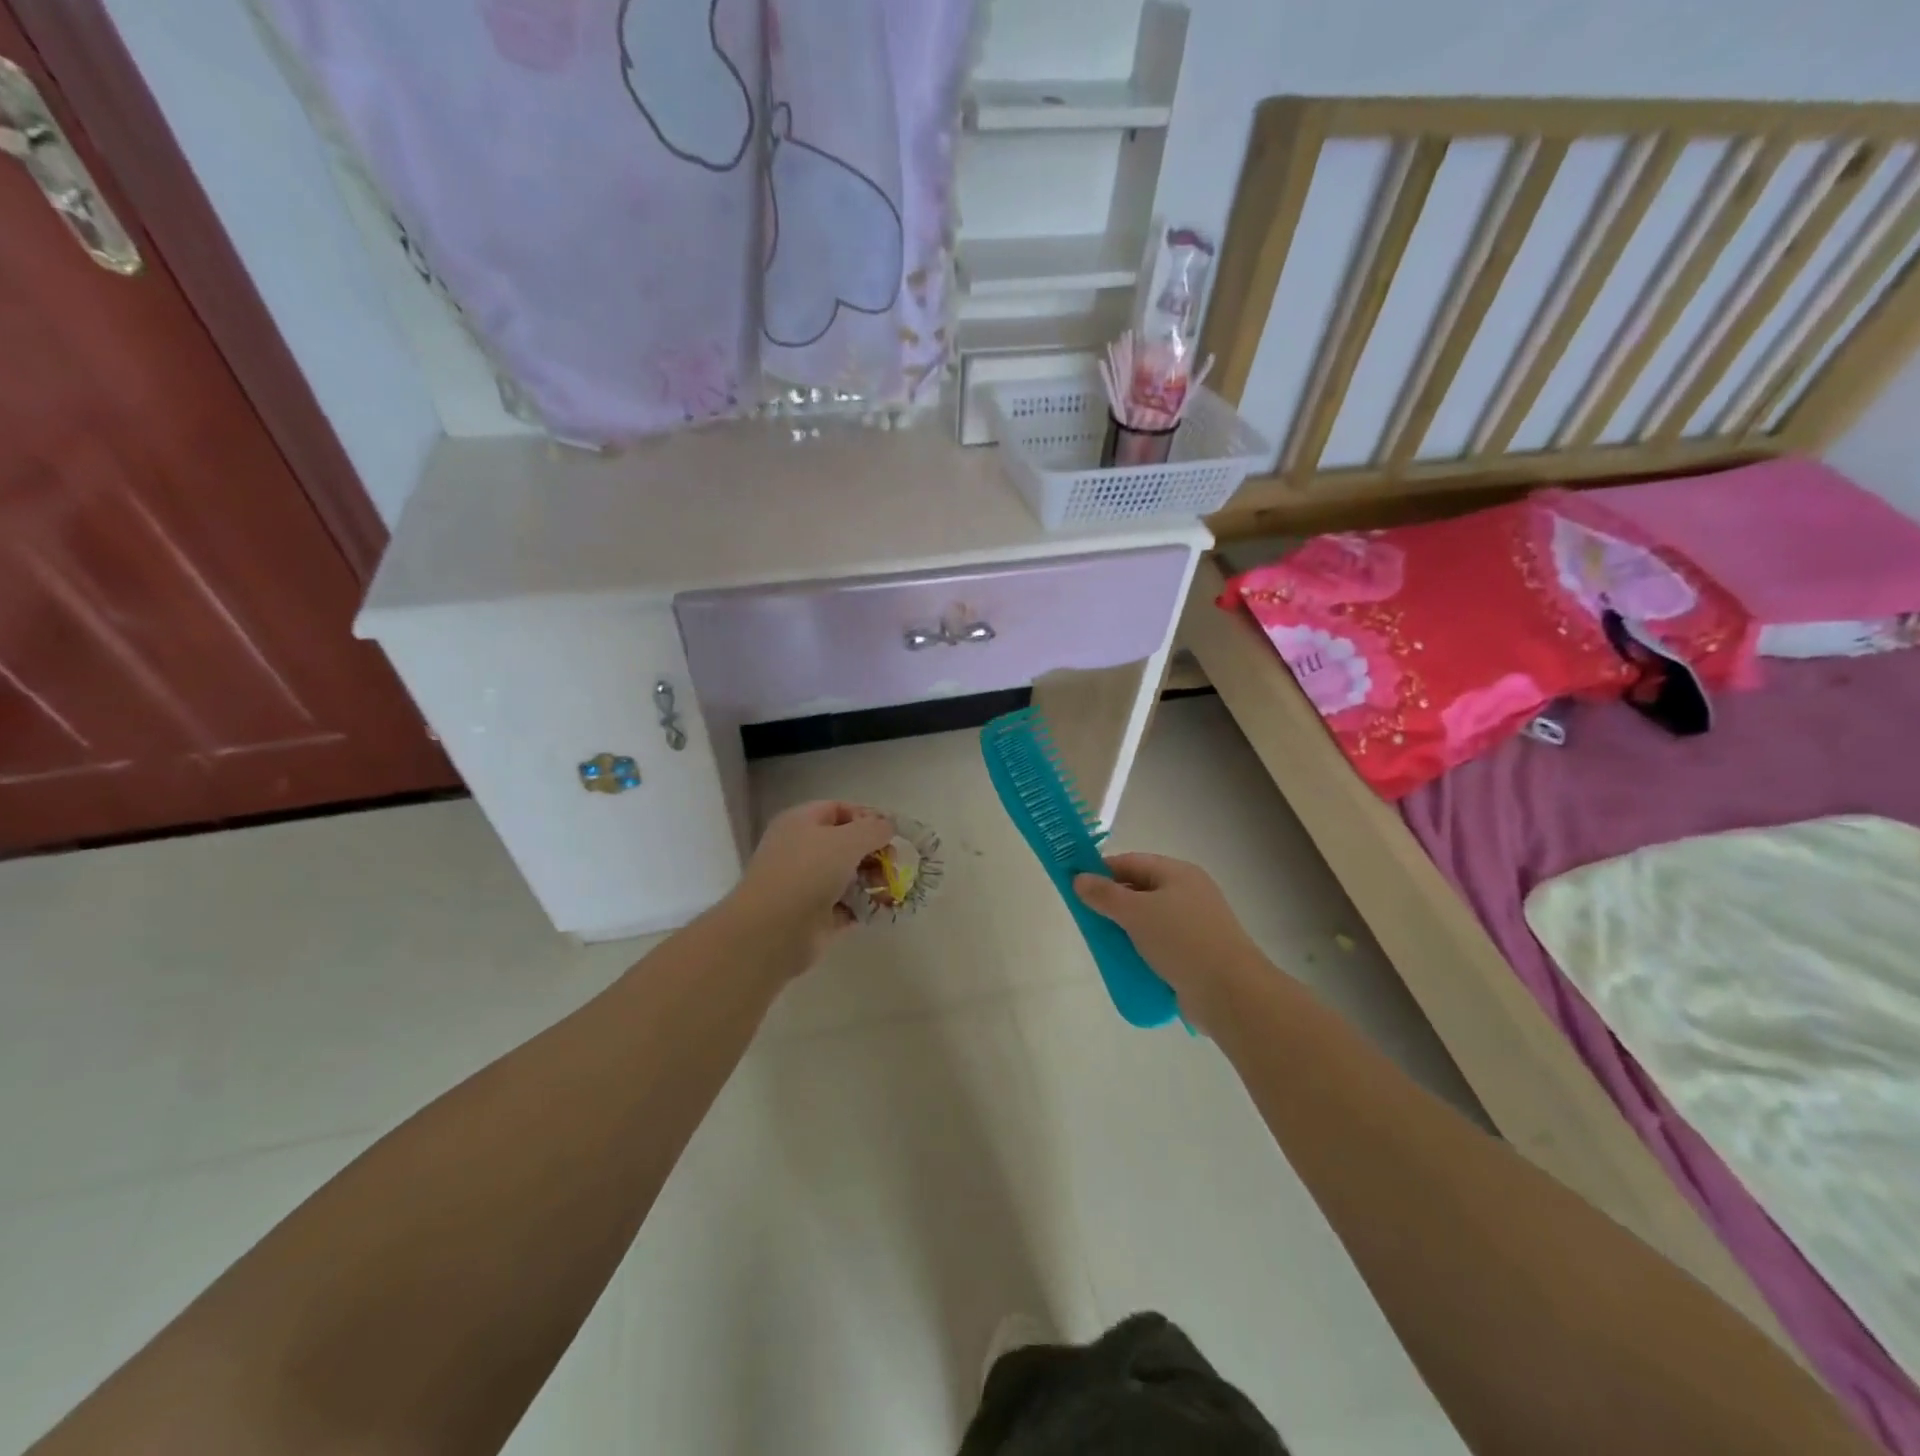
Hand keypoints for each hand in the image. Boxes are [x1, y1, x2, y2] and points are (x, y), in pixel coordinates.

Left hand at [732, 801, 895, 969]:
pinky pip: (846, 906)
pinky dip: (863, 906)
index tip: (891, 832)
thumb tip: (888, 826)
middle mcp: (802, 850)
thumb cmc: (808, 873)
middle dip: (873, 852)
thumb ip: (874, 829)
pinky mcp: (814, 916)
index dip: (867, 817)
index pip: (839, 809)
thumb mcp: (847, 840)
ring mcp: (806, 884)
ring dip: (872, 880)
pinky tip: (880, 908)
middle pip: (846, 844)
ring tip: (888, 889)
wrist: (773, 930)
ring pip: (847, 876)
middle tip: (892, 864)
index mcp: (801, 822)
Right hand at [1074, 853, 1269, 1032]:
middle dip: (1113, 903)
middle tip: (1086, 918)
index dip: (1102, 870)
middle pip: (1141, 890)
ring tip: (1103, 944)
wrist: (1230, 992)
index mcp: (1178, 873)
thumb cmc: (1182, 941)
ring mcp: (1195, 925)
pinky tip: (1126, 963)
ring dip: (1126, 930)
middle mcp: (1189, 893)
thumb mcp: (1137, 912)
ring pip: (1150, 920)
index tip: (1076, 885)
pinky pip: (1161, 944)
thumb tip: (1079, 879)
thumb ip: (1105, 895)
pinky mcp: (1197, 954)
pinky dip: (1142, 950)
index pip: (1132, 861)